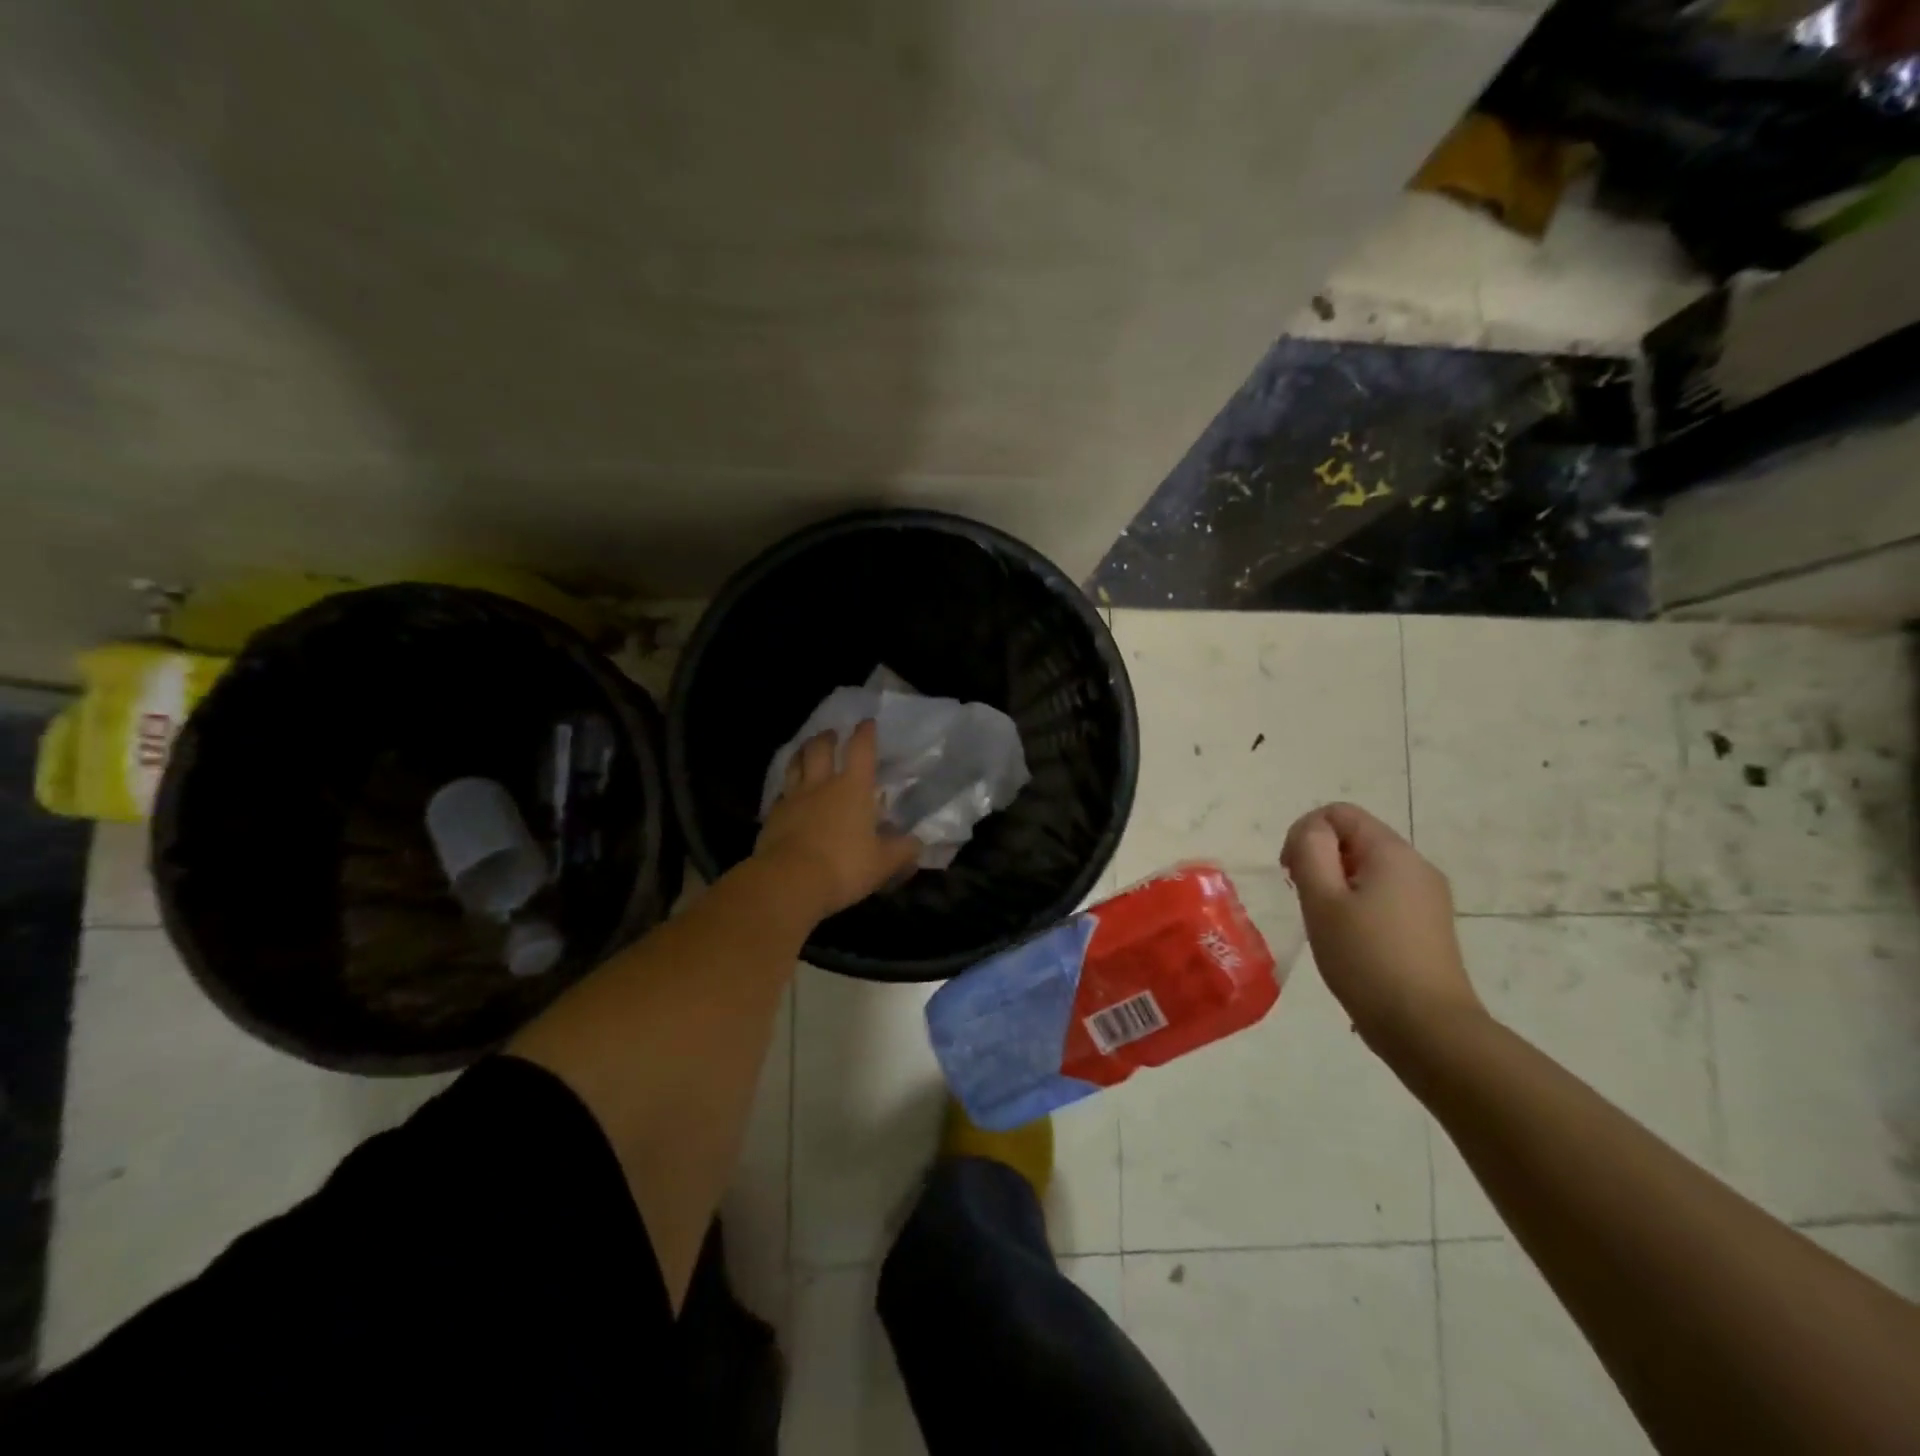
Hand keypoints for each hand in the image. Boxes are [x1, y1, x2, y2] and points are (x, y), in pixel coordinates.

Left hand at [755, 720, 920, 919]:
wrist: (789, 881)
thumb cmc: (844, 866)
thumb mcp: (883, 863)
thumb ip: (902, 850)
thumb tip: (917, 843)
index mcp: (853, 788)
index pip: (861, 750)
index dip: (865, 733)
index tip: (867, 722)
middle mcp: (822, 785)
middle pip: (820, 749)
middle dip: (827, 737)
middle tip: (831, 734)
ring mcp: (793, 798)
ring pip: (795, 764)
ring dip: (802, 752)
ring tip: (806, 750)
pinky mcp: (773, 816)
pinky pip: (781, 793)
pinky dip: (787, 788)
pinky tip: (788, 794)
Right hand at [1281, 802, 1482, 1050]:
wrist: (1428, 1029)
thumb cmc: (1366, 959)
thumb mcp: (1322, 900)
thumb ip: (1310, 851)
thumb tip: (1311, 831)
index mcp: (1392, 852)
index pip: (1339, 813)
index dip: (1304, 833)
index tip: (1291, 874)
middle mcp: (1417, 866)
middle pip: (1354, 838)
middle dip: (1320, 859)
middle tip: (1303, 900)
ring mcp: (1428, 897)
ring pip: (1368, 869)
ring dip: (1336, 884)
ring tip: (1325, 924)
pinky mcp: (1429, 926)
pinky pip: (1384, 895)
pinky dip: (1358, 905)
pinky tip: (1350, 941)